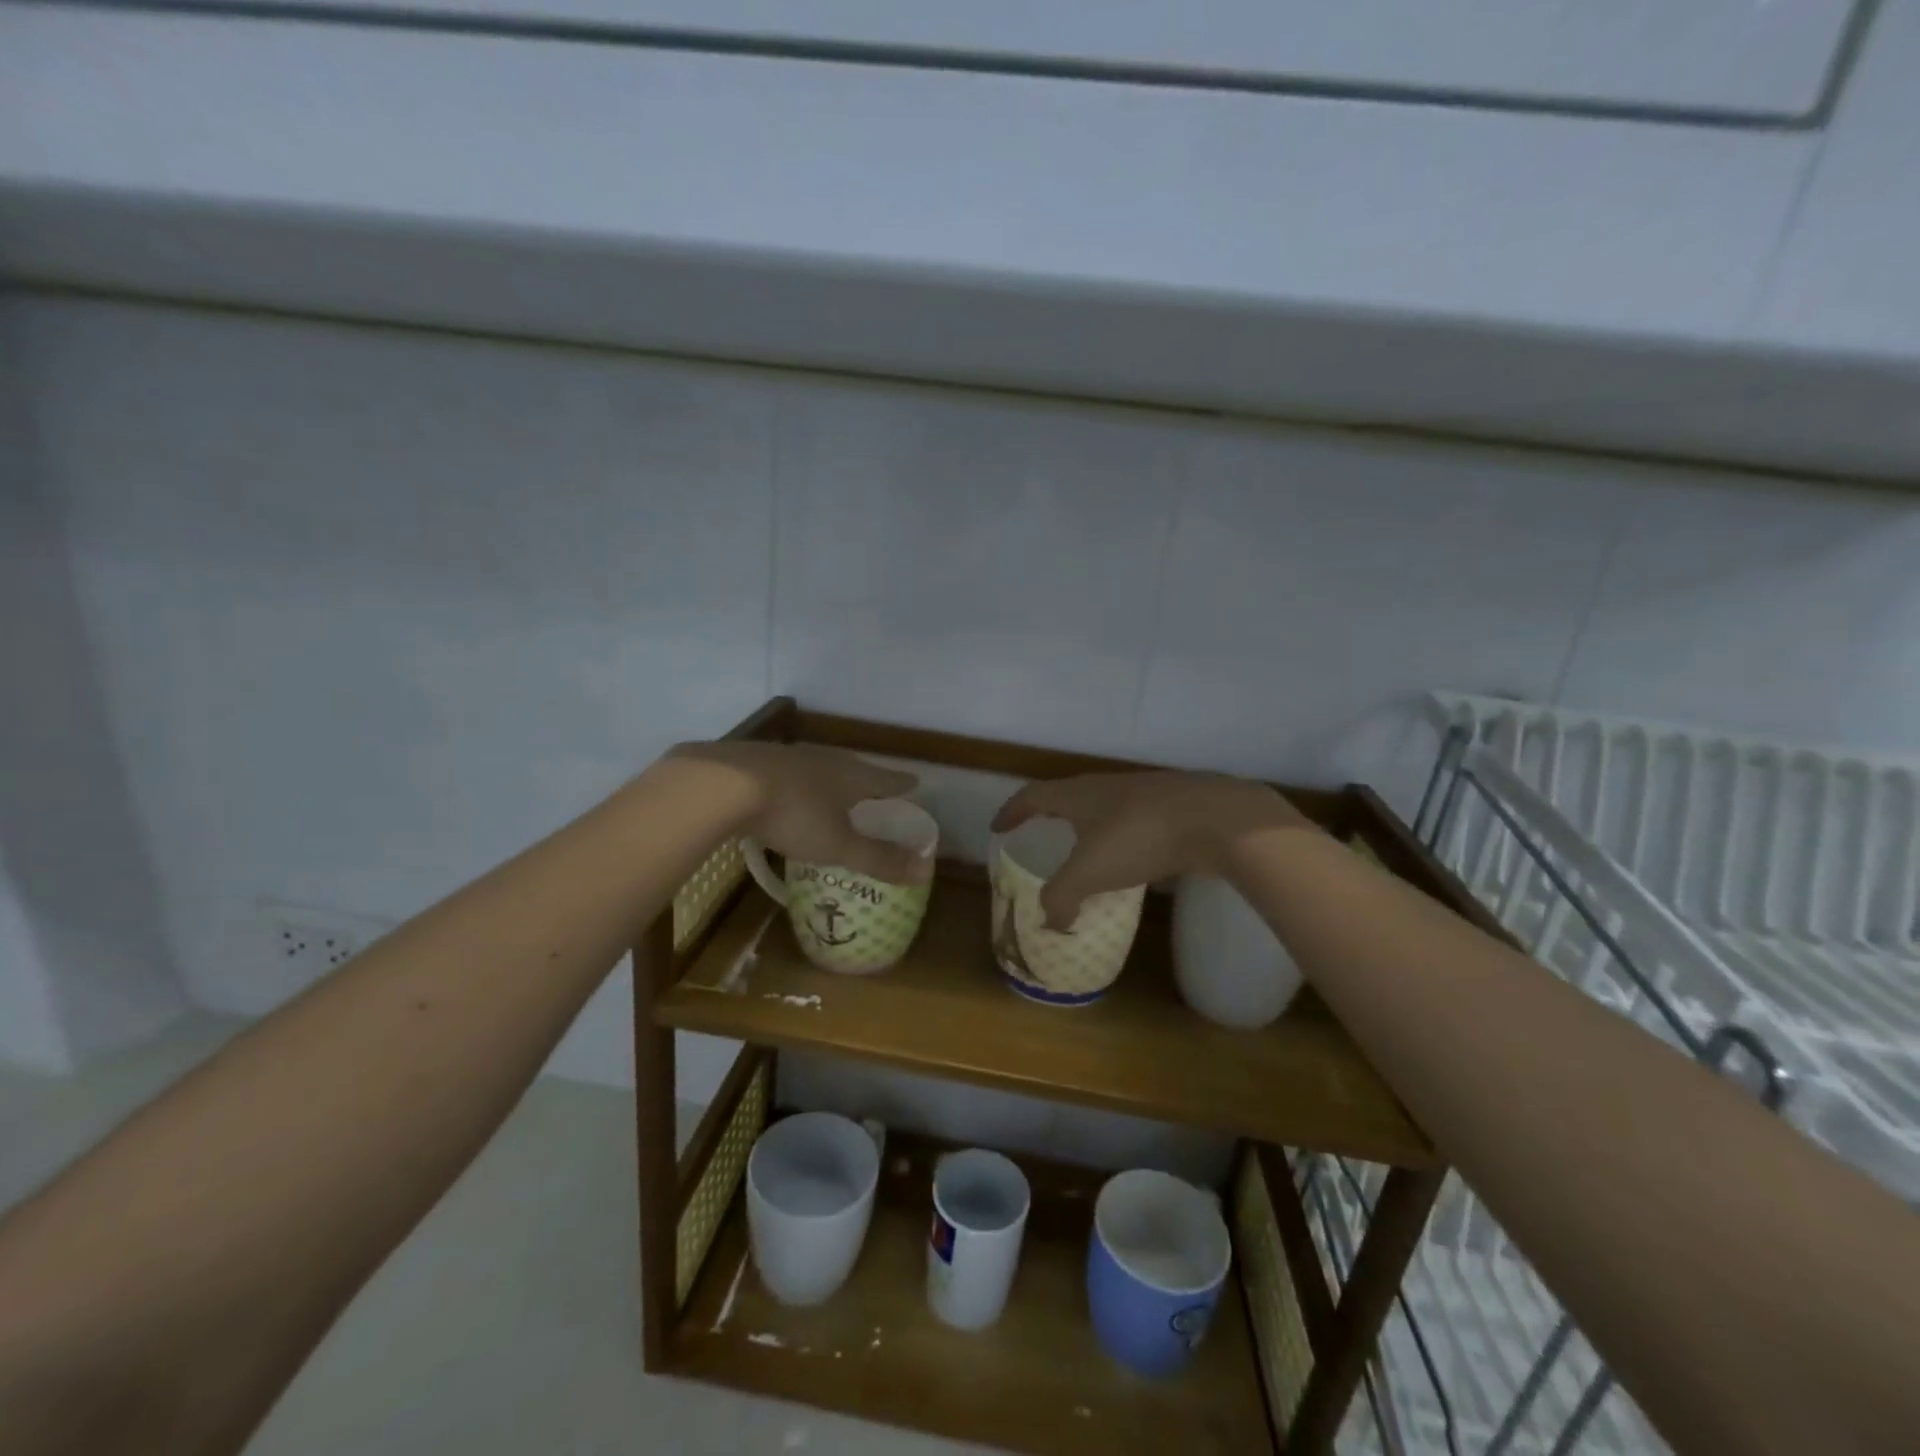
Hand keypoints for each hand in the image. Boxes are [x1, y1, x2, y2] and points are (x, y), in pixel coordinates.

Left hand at [667, 741, 928, 882]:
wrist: (723, 785)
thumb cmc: (793, 815)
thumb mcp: (839, 844)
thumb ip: (879, 859)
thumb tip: (926, 870)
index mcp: (851, 775)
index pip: (886, 778)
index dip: (901, 783)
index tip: (915, 782)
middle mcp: (825, 758)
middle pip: (854, 768)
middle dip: (866, 779)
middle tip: (876, 787)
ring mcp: (789, 756)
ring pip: (819, 766)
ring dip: (830, 778)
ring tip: (834, 789)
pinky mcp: (757, 759)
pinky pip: (788, 771)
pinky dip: (797, 782)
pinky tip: (788, 790)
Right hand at [990, 771, 1308, 927]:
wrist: (1215, 819)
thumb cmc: (1139, 837)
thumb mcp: (1089, 872)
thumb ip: (1061, 898)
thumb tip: (1048, 923)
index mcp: (1078, 795)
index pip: (1032, 796)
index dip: (1012, 812)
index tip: (998, 827)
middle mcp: (1105, 787)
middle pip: (1067, 797)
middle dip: (1049, 816)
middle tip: (1038, 835)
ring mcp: (1141, 794)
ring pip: (1103, 809)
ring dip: (1087, 828)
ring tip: (1083, 853)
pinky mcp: (1171, 809)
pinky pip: (1133, 823)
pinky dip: (1120, 840)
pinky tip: (1131, 862)